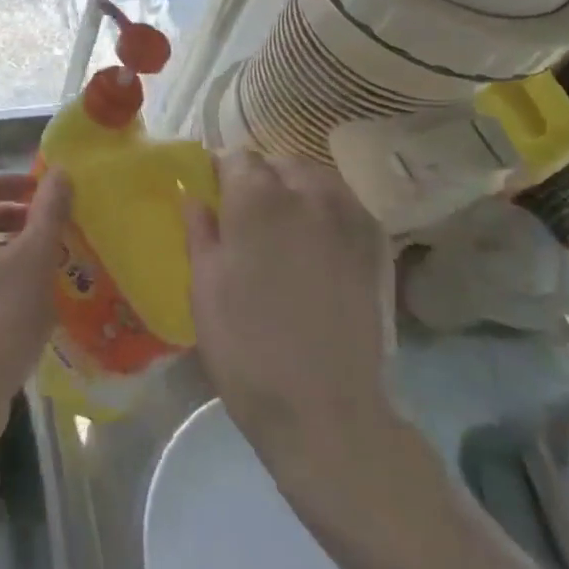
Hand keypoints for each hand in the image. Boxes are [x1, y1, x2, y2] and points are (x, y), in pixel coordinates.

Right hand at [185, 152, 399, 488]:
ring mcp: (349, 219)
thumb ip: (200, 231)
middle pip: (281, 164)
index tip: (214, 199)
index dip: (221, 175)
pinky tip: (318, 244)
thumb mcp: (204, 287)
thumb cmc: (246, 347)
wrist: (324, 409)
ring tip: (286, 228)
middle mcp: (308, 194)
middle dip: (261, 180)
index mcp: (258, 199)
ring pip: (318, 180)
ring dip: (297, 191)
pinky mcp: (375, 246)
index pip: (236, 158)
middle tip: (247, 219)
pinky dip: (328, 212)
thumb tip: (192, 195)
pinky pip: (346, 207)